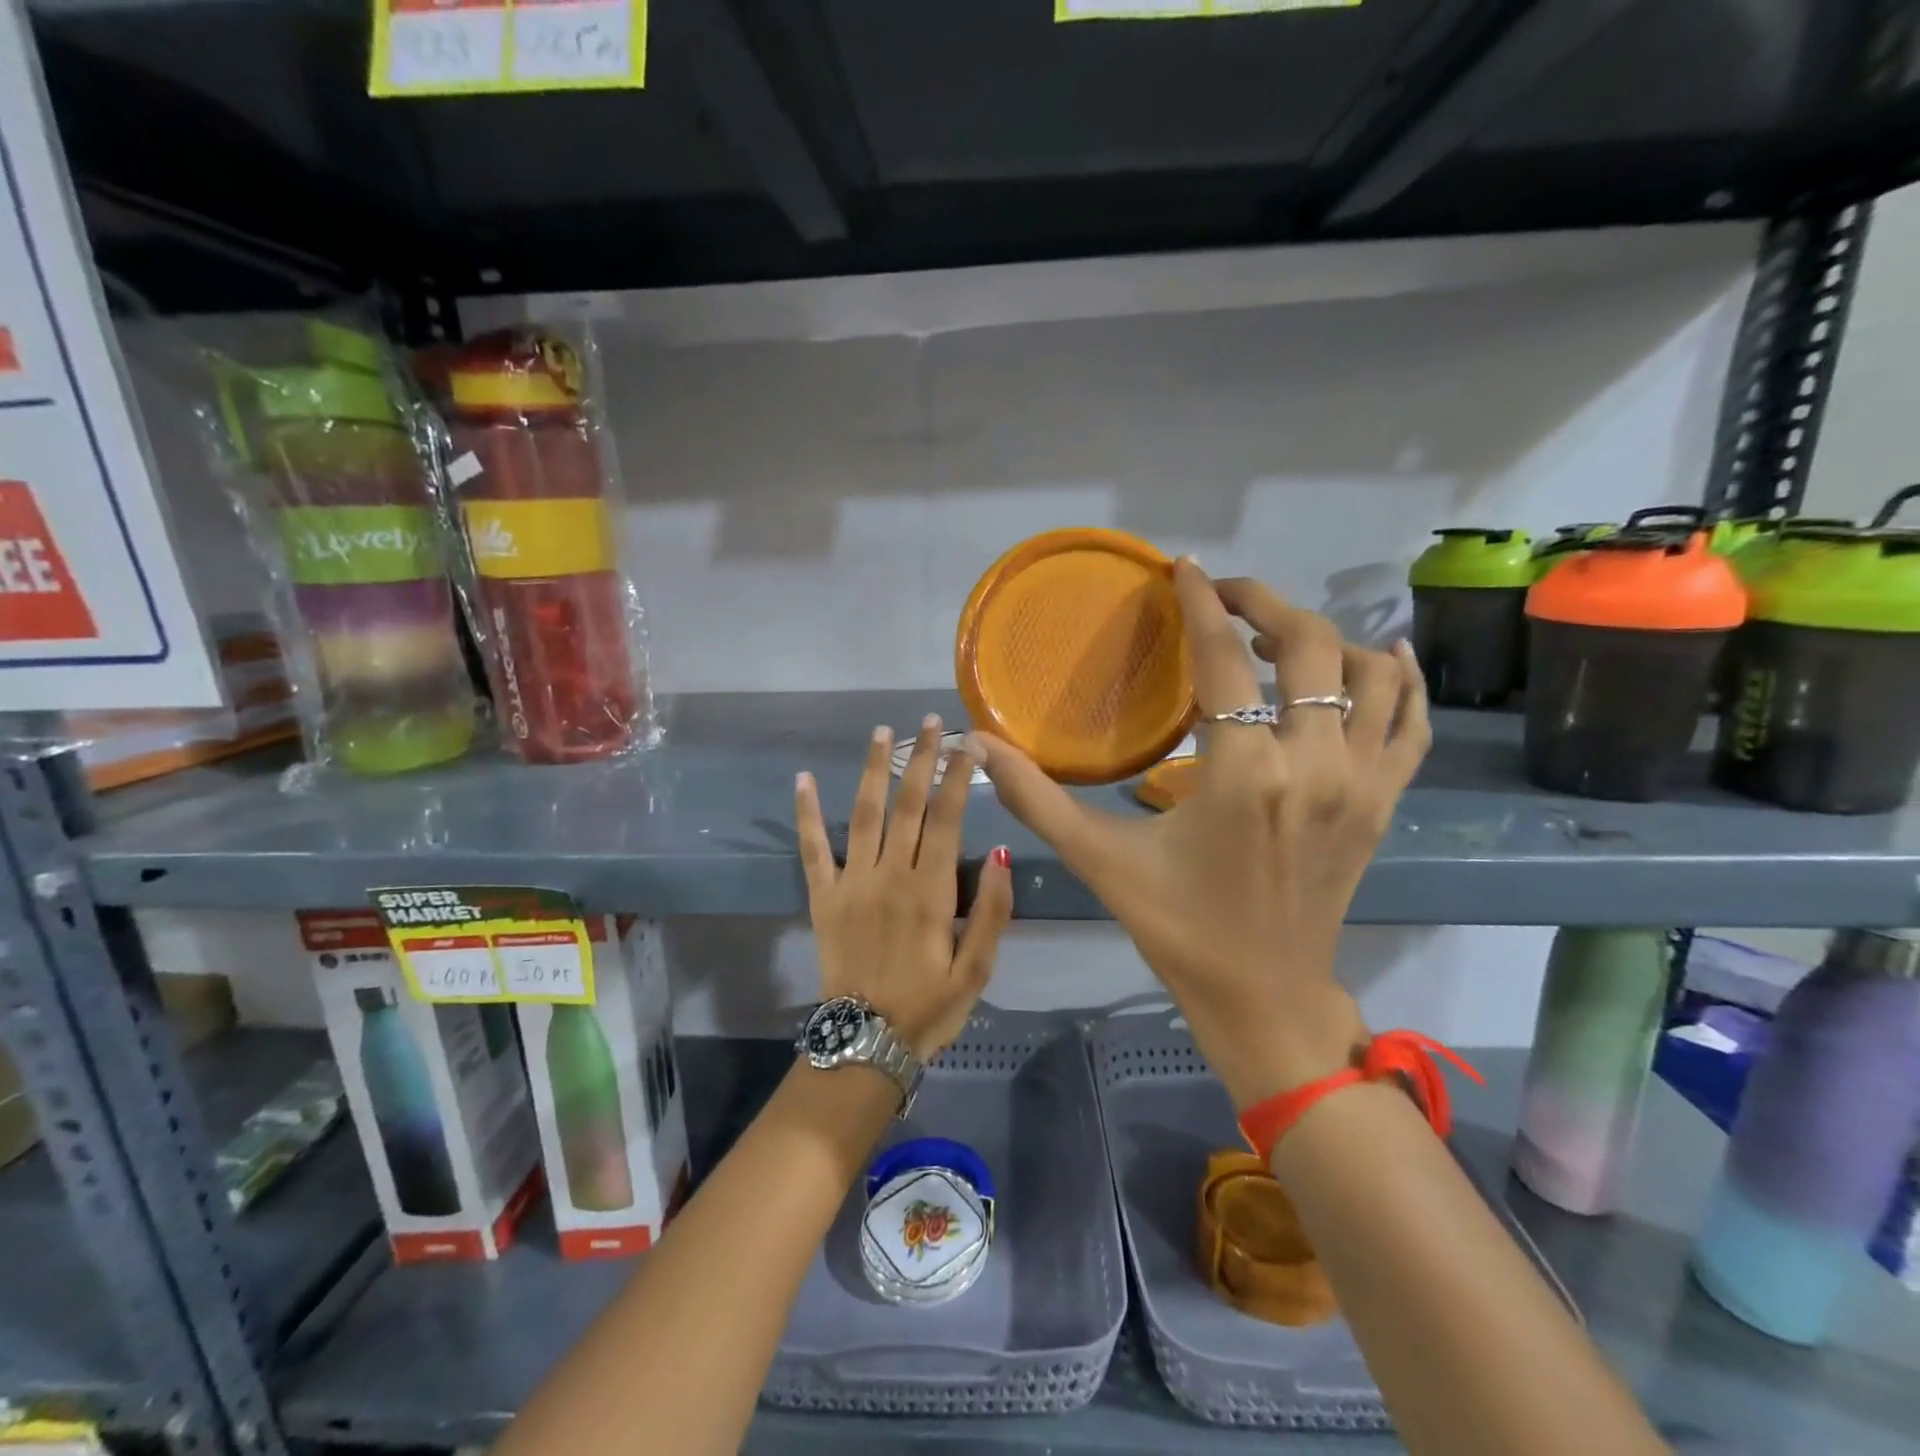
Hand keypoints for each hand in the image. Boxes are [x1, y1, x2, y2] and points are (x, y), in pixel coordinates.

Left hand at [796, 716, 1013, 1060]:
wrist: (865, 1042)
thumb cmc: (929, 1007)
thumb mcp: (978, 970)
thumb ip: (994, 912)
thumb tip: (1003, 854)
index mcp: (931, 891)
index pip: (948, 818)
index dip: (958, 776)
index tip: (968, 743)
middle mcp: (890, 875)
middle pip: (909, 804)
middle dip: (922, 758)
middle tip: (931, 722)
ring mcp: (852, 882)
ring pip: (864, 813)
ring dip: (873, 769)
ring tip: (882, 732)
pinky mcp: (823, 896)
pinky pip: (812, 848)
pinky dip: (806, 813)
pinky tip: (801, 780)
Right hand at [974, 561, 1430, 1108]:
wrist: (1265, 998)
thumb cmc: (1178, 928)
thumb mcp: (1100, 861)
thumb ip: (1035, 798)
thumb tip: (976, 745)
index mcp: (1244, 775)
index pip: (1225, 658)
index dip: (1200, 603)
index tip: (1183, 569)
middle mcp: (1315, 765)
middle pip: (1309, 646)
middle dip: (1263, 603)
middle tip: (1222, 595)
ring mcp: (1362, 784)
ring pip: (1368, 674)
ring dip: (1326, 638)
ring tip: (1278, 635)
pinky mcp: (1384, 804)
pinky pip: (1411, 723)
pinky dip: (1401, 681)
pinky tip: (1380, 657)